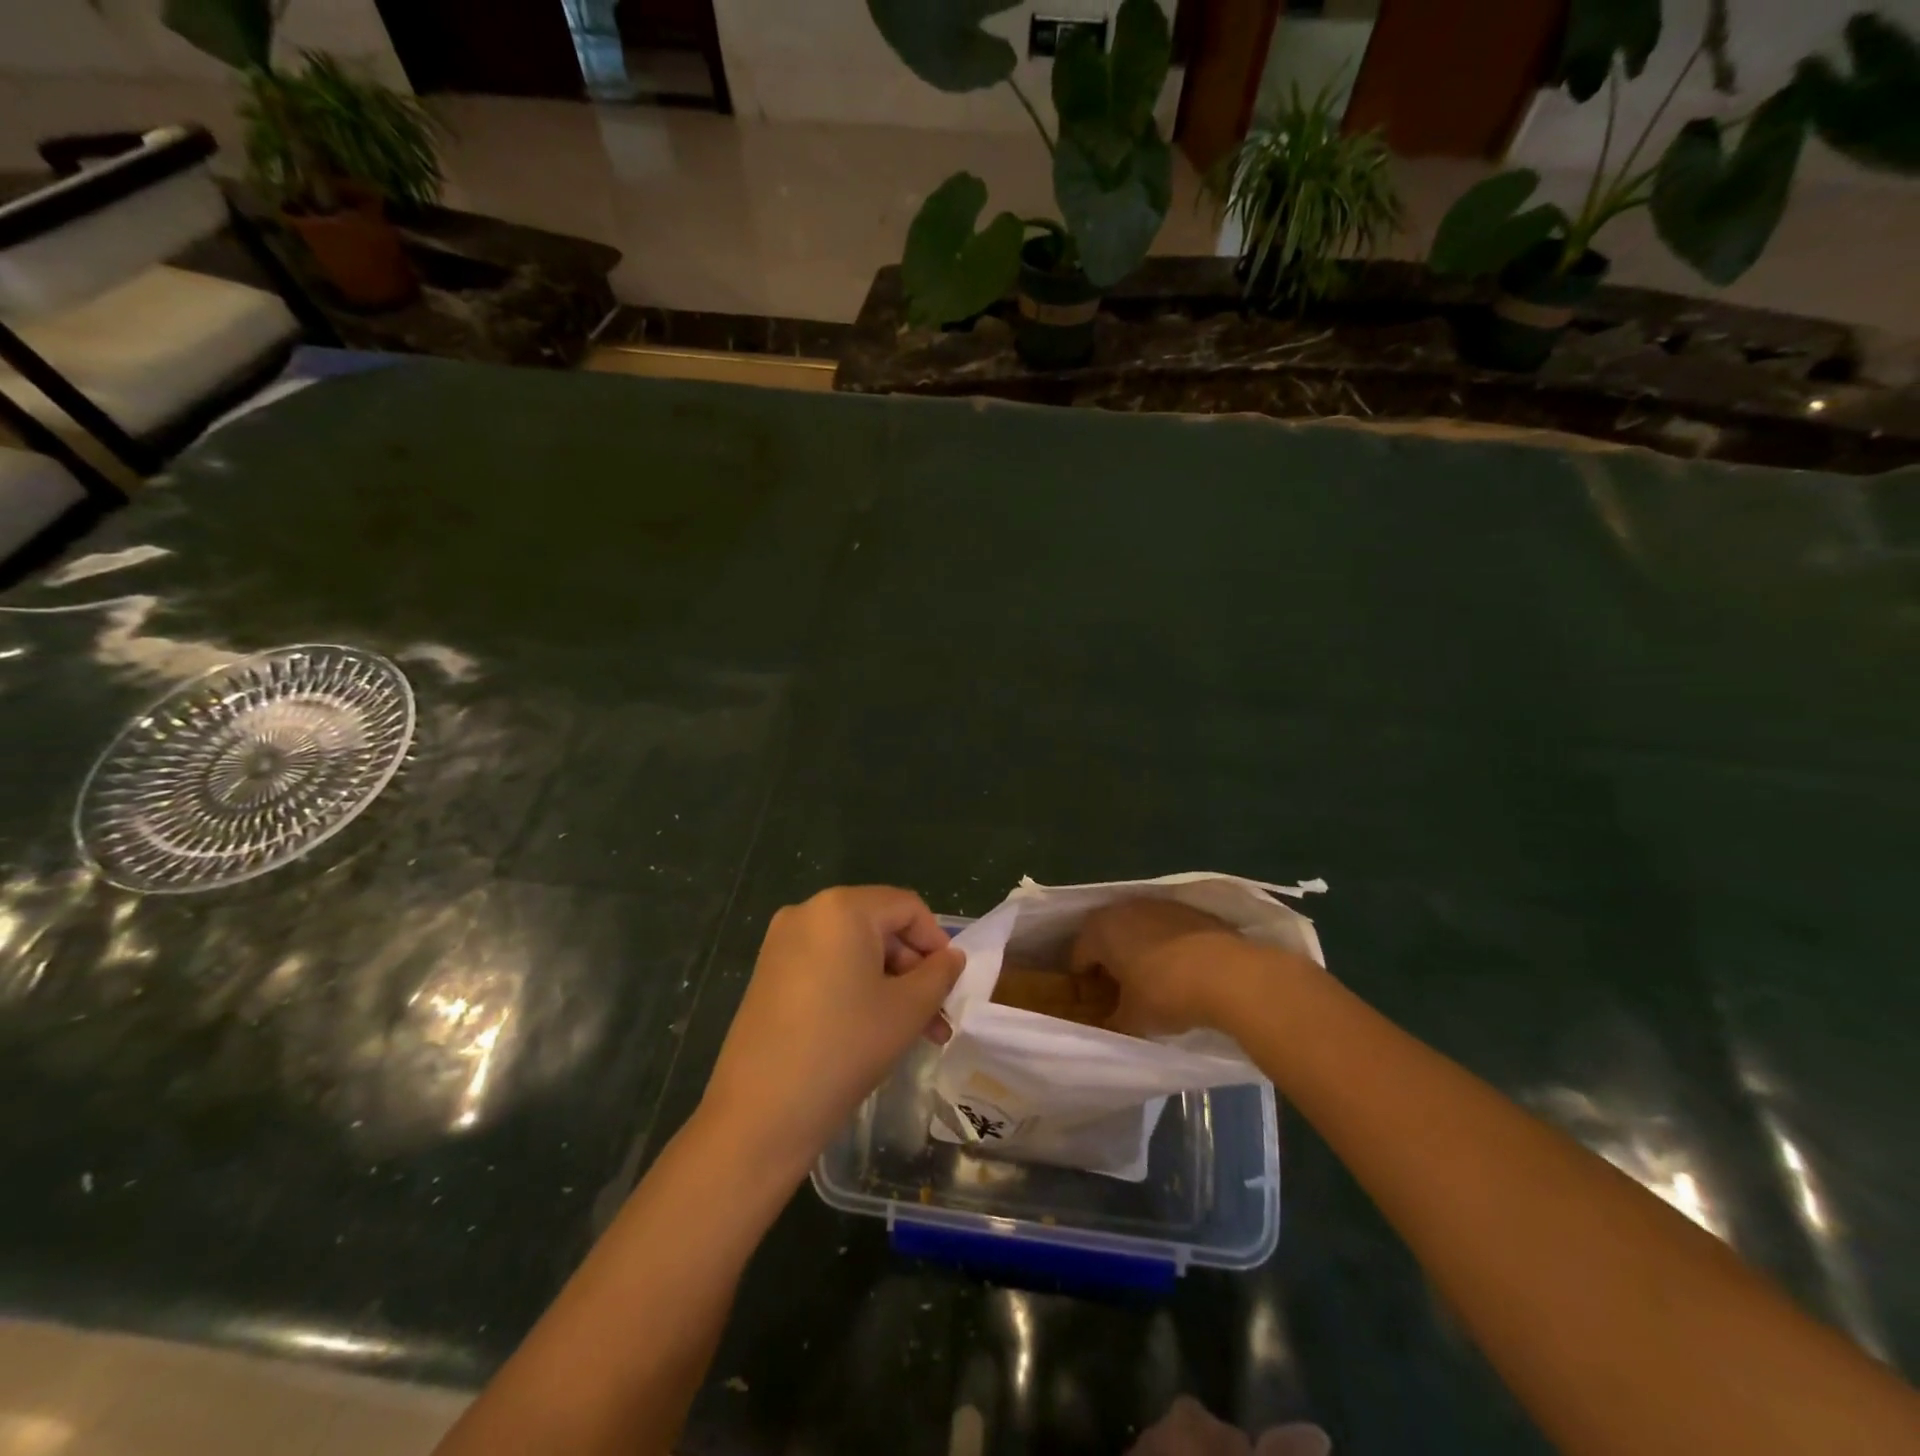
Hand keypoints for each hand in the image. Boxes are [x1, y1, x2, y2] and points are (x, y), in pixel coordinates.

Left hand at [700, 886, 964, 1170]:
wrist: (761, 1112)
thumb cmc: (844, 1047)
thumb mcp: (907, 1009)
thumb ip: (939, 974)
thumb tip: (952, 957)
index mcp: (842, 908)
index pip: (907, 907)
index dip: (937, 942)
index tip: (951, 984)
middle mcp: (808, 912)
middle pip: (880, 926)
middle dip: (913, 969)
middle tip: (936, 1016)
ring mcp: (783, 943)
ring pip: (854, 950)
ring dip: (889, 983)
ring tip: (914, 1031)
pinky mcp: (769, 973)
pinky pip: (827, 966)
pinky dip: (856, 988)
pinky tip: (873, 1028)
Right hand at [1068, 897, 1260, 1036]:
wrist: (1229, 973)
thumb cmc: (1166, 993)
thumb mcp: (1133, 1019)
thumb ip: (1113, 1022)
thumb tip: (1107, 1026)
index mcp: (1100, 930)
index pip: (1078, 956)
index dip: (1084, 983)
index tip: (1095, 1004)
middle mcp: (1124, 908)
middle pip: (1107, 937)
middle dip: (1110, 962)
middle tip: (1121, 993)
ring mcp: (1160, 905)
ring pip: (1138, 929)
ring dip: (1140, 950)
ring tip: (1153, 982)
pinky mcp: (1191, 910)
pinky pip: (1168, 929)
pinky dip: (1168, 945)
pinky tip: (1182, 971)